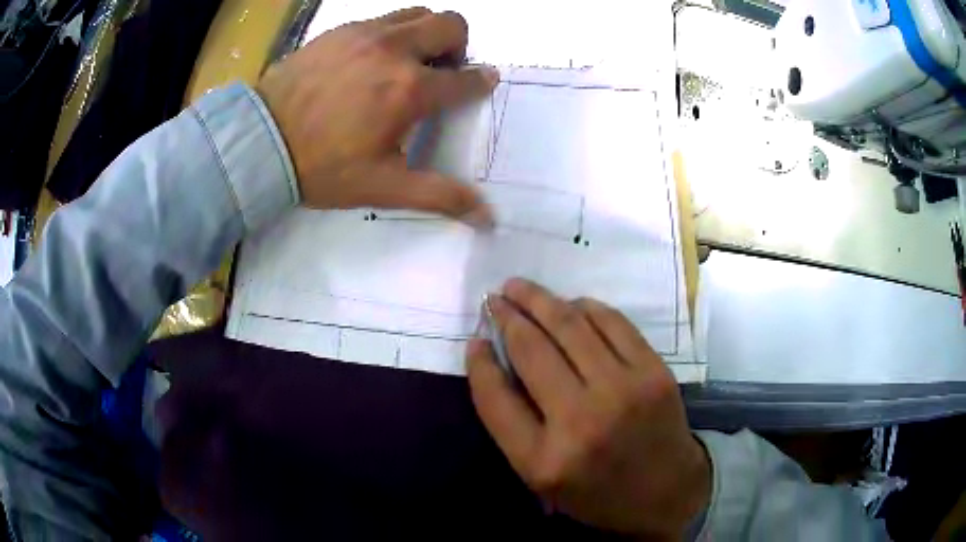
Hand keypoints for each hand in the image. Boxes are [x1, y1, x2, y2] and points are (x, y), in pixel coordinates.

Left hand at [257, 8, 497, 224]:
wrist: (261, 142)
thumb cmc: (323, 167)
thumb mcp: (383, 187)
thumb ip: (440, 196)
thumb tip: (488, 219)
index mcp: (409, 90)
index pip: (466, 78)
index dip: (481, 81)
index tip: (482, 82)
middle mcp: (394, 50)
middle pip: (452, 24)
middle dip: (458, 46)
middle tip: (439, 71)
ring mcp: (365, 33)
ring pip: (418, 13)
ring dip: (426, 33)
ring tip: (407, 61)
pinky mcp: (340, 30)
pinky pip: (382, 18)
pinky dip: (391, 33)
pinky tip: (370, 60)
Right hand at [467, 278, 710, 537]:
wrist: (667, 492)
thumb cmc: (598, 492)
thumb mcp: (542, 477)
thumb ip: (513, 423)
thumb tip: (493, 359)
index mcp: (544, 461)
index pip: (495, 397)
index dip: (479, 363)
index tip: (474, 340)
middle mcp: (581, 422)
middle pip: (531, 350)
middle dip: (506, 316)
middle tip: (494, 298)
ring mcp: (623, 391)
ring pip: (570, 326)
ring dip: (540, 300)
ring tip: (520, 288)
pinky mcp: (654, 372)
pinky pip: (612, 323)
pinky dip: (585, 307)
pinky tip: (570, 305)